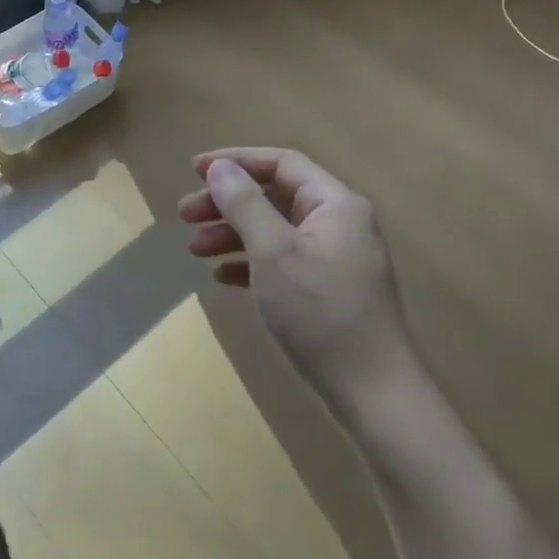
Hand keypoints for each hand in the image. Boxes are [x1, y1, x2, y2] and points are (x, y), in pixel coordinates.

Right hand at [178, 147, 413, 416]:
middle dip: (227, 202)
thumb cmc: (321, 314)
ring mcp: (335, 259)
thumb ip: (245, 204)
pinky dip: (250, 263)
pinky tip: (221, 277)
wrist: (374, 397)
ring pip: (275, 230)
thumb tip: (219, 168)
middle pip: (274, 196)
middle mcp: (338, 223)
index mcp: (335, 204)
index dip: (236, 161)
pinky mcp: (328, 291)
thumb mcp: (275, 253)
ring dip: (233, 233)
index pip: (281, 163)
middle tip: (184, 215)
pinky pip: (282, 262)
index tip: (194, 170)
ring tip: (194, 248)